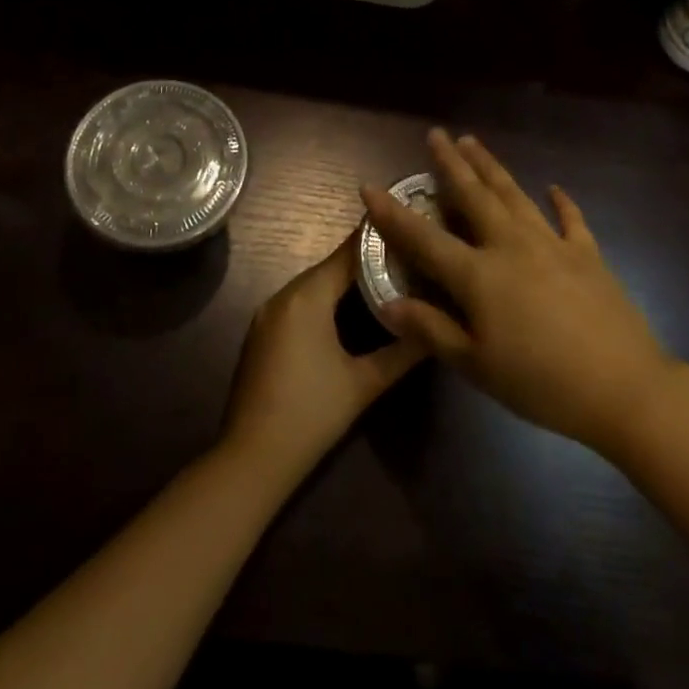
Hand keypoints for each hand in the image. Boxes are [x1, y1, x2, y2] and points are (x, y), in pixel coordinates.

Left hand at [222, 234, 426, 479]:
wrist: (252, 459)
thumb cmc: (311, 415)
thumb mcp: (364, 383)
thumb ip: (403, 350)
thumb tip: (436, 328)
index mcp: (306, 297)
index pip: (348, 253)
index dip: (380, 239)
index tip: (410, 228)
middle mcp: (283, 295)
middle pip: (331, 266)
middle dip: (367, 260)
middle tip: (407, 256)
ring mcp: (268, 314)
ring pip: (314, 284)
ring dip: (346, 280)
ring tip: (388, 277)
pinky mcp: (262, 333)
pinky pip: (300, 302)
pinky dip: (326, 298)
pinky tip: (351, 309)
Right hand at [361, 129, 677, 455]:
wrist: (624, 387)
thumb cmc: (541, 382)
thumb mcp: (476, 365)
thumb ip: (431, 330)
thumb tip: (388, 304)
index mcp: (479, 274)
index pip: (424, 238)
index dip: (393, 213)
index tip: (370, 186)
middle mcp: (511, 246)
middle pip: (474, 195)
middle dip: (451, 163)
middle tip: (437, 134)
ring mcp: (552, 245)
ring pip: (514, 195)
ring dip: (491, 167)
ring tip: (474, 142)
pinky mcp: (587, 254)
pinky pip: (569, 219)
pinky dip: (561, 200)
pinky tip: (553, 187)